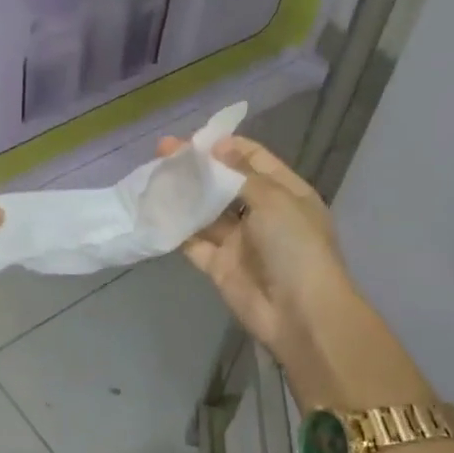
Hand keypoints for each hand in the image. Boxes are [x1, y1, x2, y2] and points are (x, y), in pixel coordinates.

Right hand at [157, 135, 355, 355]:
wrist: (300, 314)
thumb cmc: (295, 247)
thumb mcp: (275, 200)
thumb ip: (241, 173)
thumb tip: (218, 146)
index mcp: (285, 193)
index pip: (254, 159)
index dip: (226, 146)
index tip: (195, 138)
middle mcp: (262, 214)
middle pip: (224, 184)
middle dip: (196, 168)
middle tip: (162, 151)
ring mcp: (239, 241)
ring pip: (205, 212)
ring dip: (182, 195)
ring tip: (153, 176)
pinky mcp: (219, 265)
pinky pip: (193, 242)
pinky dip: (175, 228)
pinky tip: (153, 210)